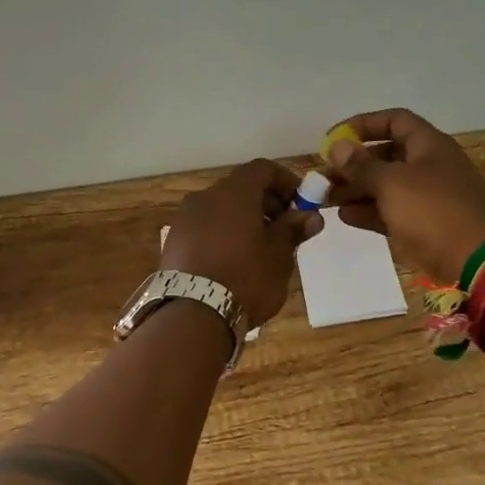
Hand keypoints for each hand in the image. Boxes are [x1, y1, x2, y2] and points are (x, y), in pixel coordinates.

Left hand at [161, 159, 322, 324]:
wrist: (192, 315)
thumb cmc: (245, 279)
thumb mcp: (278, 256)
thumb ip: (292, 230)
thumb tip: (310, 216)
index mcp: (234, 193)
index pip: (262, 169)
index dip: (285, 181)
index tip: (301, 203)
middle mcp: (205, 197)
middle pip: (240, 187)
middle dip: (266, 202)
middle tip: (284, 229)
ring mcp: (185, 219)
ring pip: (221, 208)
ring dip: (243, 219)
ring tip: (260, 249)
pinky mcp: (174, 241)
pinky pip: (205, 227)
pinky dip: (223, 233)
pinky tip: (233, 261)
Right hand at [324, 108, 484, 285]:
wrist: (477, 261)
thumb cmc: (433, 211)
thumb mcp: (391, 183)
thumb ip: (361, 165)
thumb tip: (337, 146)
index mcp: (429, 145)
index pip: (394, 120)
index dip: (362, 125)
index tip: (334, 139)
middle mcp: (430, 165)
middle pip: (386, 155)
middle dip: (353, 164)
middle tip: (324, 176)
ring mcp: (429, 197)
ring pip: (386, 185)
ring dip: (356, 189)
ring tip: (326, 199)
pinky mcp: (426, 225)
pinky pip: (392, 211)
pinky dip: (370, 211)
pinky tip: (344, 216)